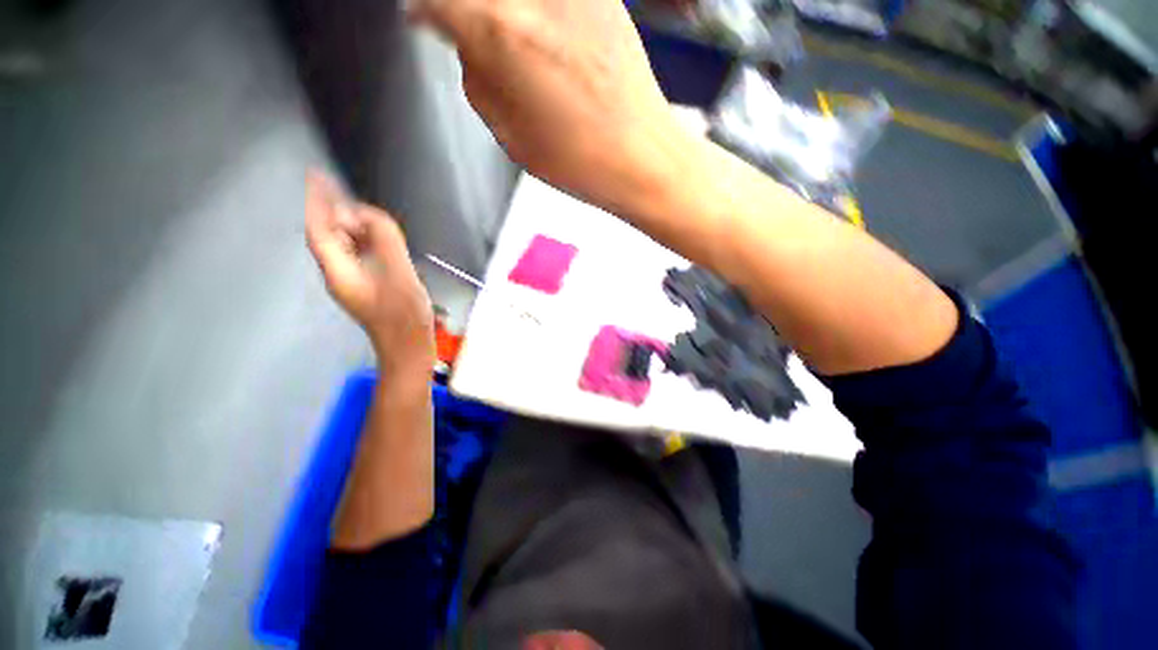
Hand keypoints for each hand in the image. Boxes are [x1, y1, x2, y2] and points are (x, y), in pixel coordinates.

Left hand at [305, 172, 434, 373]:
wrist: (408, 349)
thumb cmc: (405, 317)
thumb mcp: (400, 275)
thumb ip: (385, 241)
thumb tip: (369, 215)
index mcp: (340, 271)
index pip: (320, 230)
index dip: (317, 202)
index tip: (316, 176)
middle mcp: (340, 275)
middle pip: (329, 237)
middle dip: (334, 211)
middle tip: (343, 190)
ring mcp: (354, 283)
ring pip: (344, 247)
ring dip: (351, 226)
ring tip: (365, 211)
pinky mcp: (368, 289)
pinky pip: (359, 257)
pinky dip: (365, 241)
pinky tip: (379, 239)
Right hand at [409, 0, 685, 212]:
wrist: (644, 156)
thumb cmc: (579, 162)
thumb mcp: (511, 136)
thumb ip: (479, 80)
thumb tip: (468, 45)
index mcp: (500, 30)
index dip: (422, 9)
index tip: (421, 18)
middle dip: (467, 12)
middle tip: (467, 31)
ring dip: (500, 15)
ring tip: (512, 47)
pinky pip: (547, 1)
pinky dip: (533, 13)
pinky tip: (540, 37)